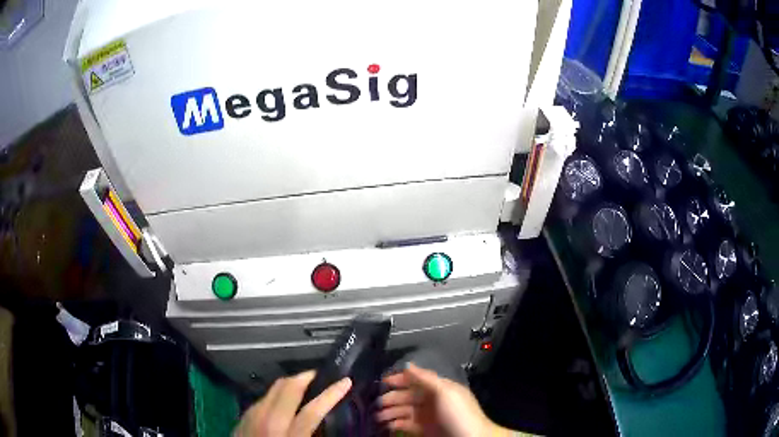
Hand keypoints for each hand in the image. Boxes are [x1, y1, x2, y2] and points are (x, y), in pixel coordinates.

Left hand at [234, 371, 351, 436]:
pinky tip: (283, 401)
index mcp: (289, 436)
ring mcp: (253, 415)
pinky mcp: (244, 415)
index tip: (345, 381)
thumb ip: (312, 434)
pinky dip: (277, 394)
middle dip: (307, 377)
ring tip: (304, 385)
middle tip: (321, 376)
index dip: (331, 393)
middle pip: (288, 388)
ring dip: (291, 383)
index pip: (312, 409)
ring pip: (274, 388)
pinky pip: (264, 397)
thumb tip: (322, 420)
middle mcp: (268, 420)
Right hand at [377, 363, 511, 436]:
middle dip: (391, 398)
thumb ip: (426, 378)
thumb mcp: (445, 392)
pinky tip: (387, 425)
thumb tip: (408, 364)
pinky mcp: (424, 430)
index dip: (399, 379)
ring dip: (390, 412)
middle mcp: (431, 401)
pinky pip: (406, 424)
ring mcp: (427, 416)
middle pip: (407, 396)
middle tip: (376, 403)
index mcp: (438, 388)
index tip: (382, 382)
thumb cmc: (458, 414)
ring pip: (404, 411)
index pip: (416, 379)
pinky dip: (395, 424)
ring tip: (377, 416)